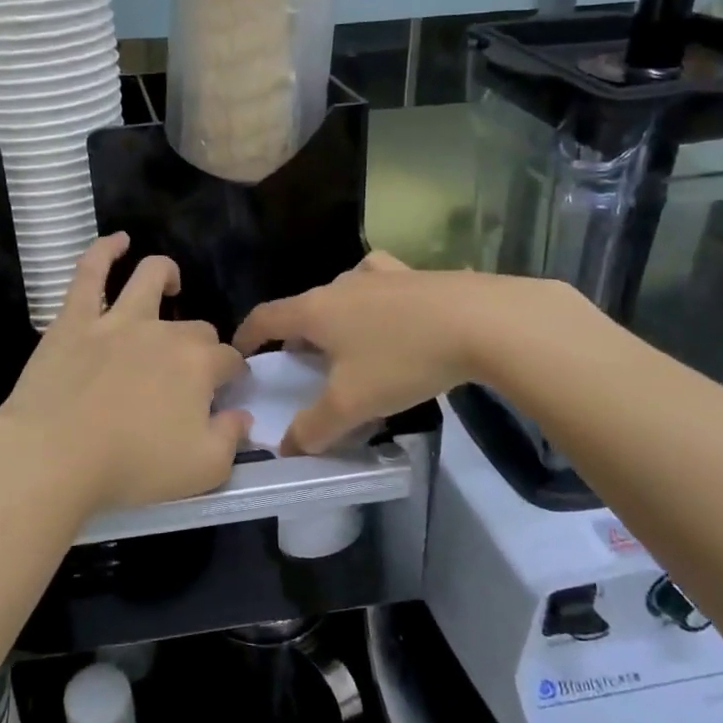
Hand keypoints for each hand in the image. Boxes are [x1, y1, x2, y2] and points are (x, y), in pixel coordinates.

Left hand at [0, 234, 250, 519]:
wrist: (55, 456)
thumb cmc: (131, 467)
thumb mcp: (203, 470)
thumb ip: (231, 440)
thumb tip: (242, 416)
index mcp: (198, 365)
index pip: (229, 360)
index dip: (233, 374)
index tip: (227, 391)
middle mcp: (164, 333)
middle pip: (196, 328)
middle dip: (203, 345)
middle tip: (190, 373)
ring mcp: (117, 320)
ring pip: (150, 278)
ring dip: (166, 275)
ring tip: (171, 282)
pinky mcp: (76, 319)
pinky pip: (91, 272)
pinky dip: (105, 251)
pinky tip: (118, 241)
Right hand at [234, 254, 591, 455]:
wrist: (483, 322)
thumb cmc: (404, 359)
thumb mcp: (353, 403)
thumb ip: (315, 428)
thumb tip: (288, 448)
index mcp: (316, 311)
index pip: (266, 318)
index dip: (247, 336)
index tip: (240, 353)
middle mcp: (340, 284)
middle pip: (304, 308)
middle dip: (295, 336)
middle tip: (302, 366)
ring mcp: (379, 274)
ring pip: (341, 294)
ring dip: (333, 318)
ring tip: (346, 345)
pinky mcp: (414, 274)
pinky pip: (378, 284)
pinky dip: (371, 300)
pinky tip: (388, 313)